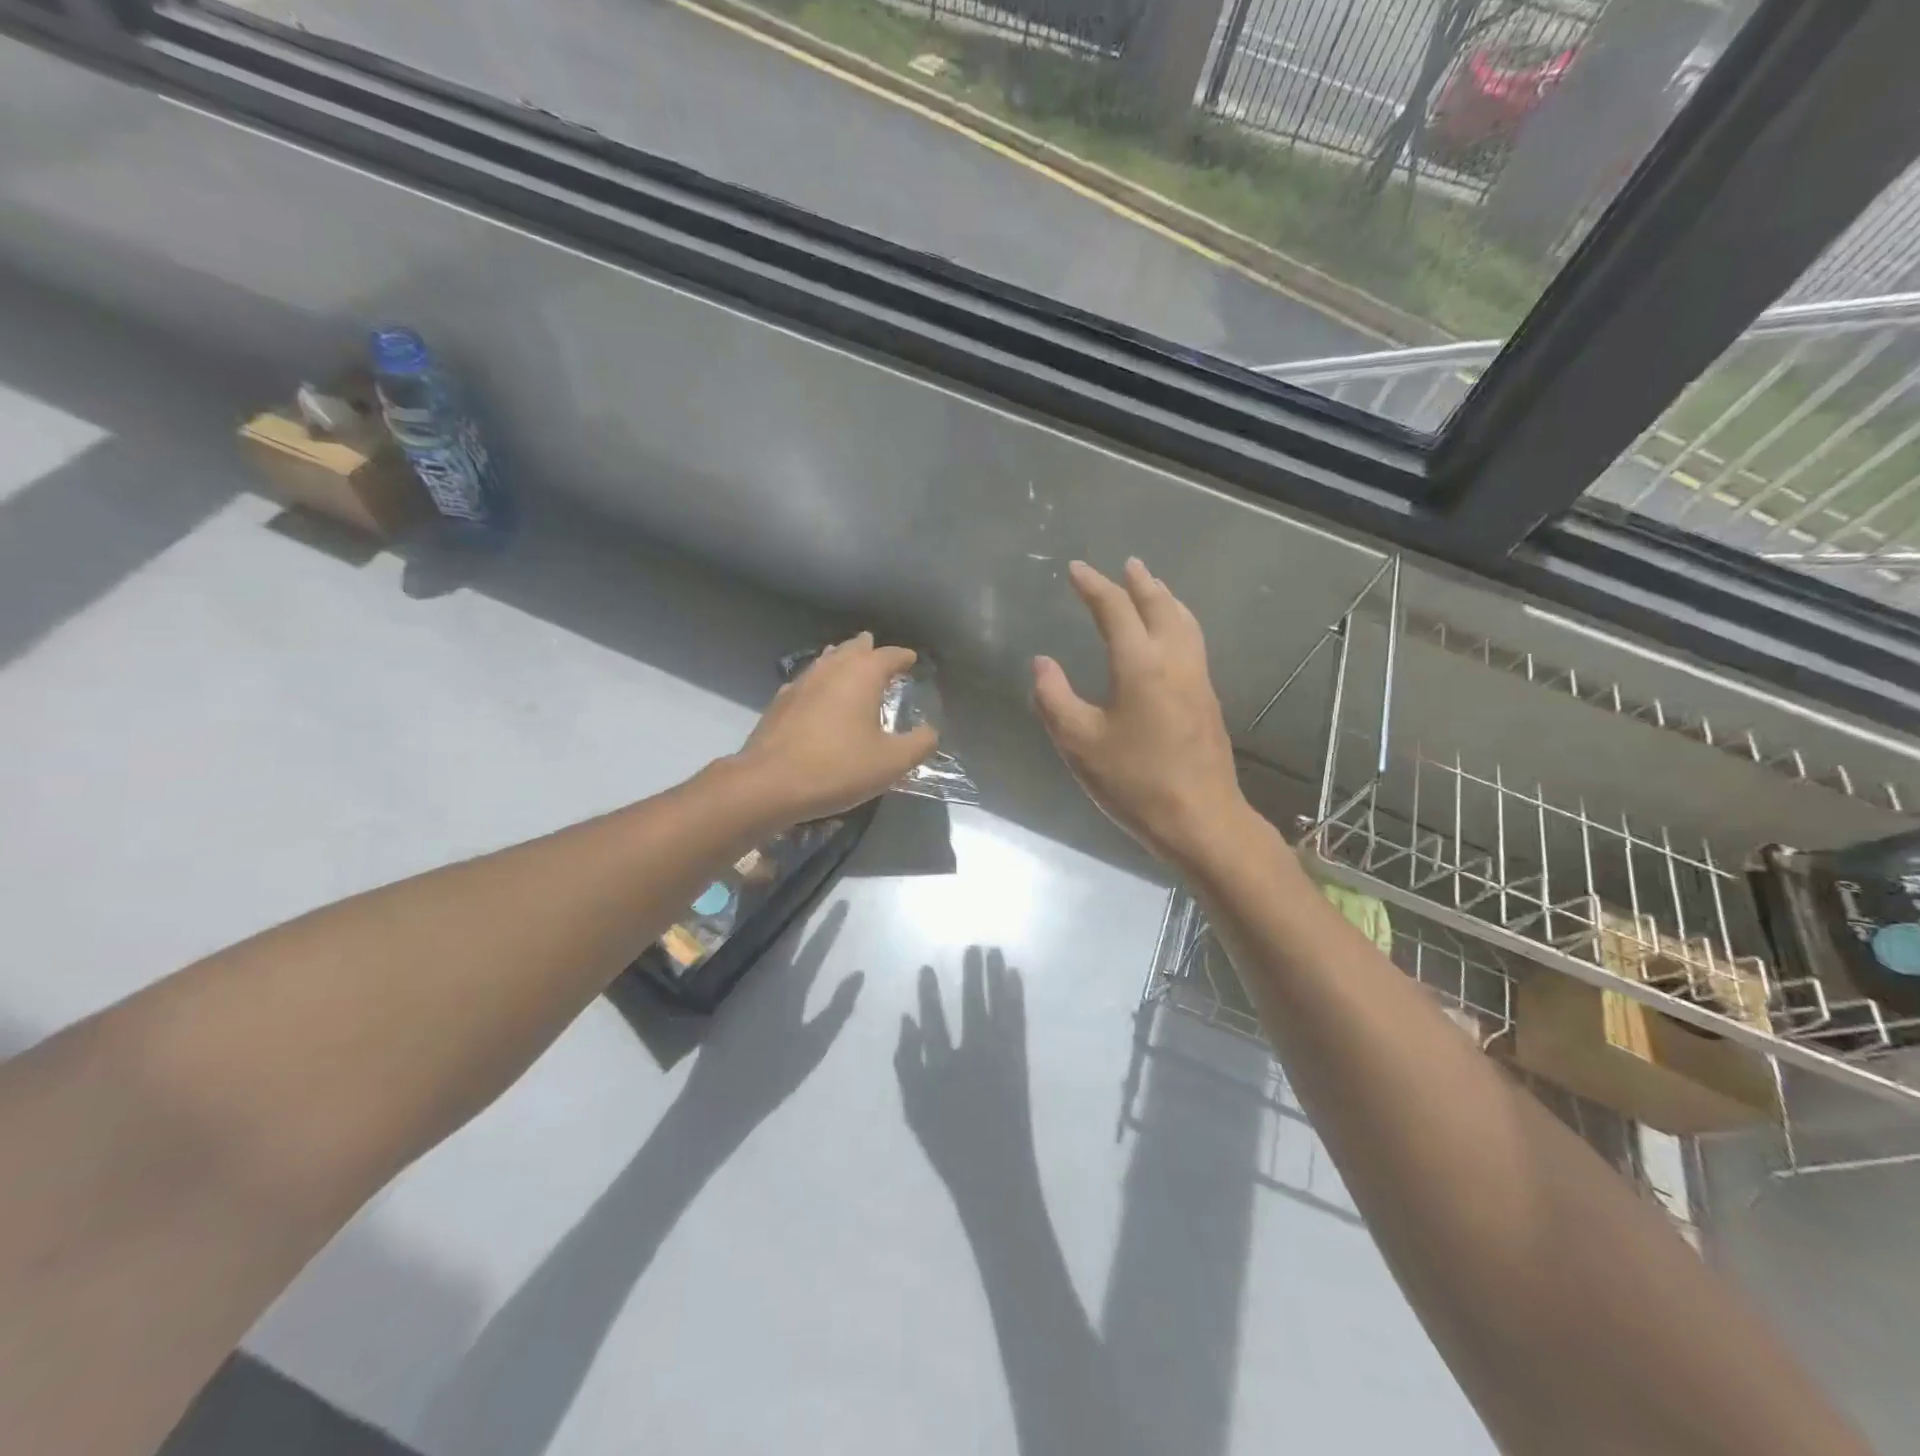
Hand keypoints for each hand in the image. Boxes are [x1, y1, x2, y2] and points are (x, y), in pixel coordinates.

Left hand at [681, 902, 861, 1151]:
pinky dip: (770, 955)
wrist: (716, 1102)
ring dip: (786, 935)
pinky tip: (776, 953)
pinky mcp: (731, 1003)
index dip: (829, 926)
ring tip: (800, 919)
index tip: (842, 903)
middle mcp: (764, 980)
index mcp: (788, 987)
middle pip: (789, 943)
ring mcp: (745, 990)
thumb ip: (836, 1008)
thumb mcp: (814, 1045)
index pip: (814, 948)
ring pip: (770, 953)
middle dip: (806, 922)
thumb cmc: (771, 1076)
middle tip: (816, 900)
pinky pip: (755, 968)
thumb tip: (857, 974)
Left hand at [736, 632, 938, 822]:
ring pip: (826, 660)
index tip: (912, 659)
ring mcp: (800, 683)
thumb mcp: (891, 763)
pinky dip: (820, 680)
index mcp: (861, 675)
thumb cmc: (837, 768)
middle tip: (877, 649)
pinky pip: (807, 680)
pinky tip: (818, 694)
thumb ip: (919, 744)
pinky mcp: (779, 703)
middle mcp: (830, 669)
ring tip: (849, 662)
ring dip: (841, 659)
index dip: (903, 656)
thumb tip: (930, 732)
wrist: (769, 784)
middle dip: (868, 648)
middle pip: (852, 648)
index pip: (888, 655)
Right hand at [895, 951, 1036, 1192]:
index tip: (926, 968)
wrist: (996, 1178)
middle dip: (972, 974)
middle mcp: (975, 1055)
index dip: (929, 993)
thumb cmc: (949, 1145)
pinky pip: (1019, 1022)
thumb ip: (906, 1062)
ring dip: (996, 977)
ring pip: (998, 1007)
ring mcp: (1002, 1058)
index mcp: (944, 1067)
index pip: (933, 1019)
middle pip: (973, 1004)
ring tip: (995, 951)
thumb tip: (905, 1019)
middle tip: (973, 945)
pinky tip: (1015, 978)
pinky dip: (1017, 997)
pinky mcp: (1021, 1062)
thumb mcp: (915, 1109)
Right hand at [1032, 559, 1246, 867]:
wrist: (1201, 820)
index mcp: (1141, 665)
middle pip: (1160, 606)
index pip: (1116, 610)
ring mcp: (1198, 680)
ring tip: (1152, 587)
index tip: (1076, 570)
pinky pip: (1193, 642)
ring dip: (1165, 598)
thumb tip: (1042, 663)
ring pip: (1185, 622)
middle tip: (1126, 564)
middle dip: (1140, 582)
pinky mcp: (1208, 700)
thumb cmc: (1134, 782)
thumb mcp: (1079, 743)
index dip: (1094, 586)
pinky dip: (1178, 622)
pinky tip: (1171, 635)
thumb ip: (1054, 698)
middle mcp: (1175, 661)